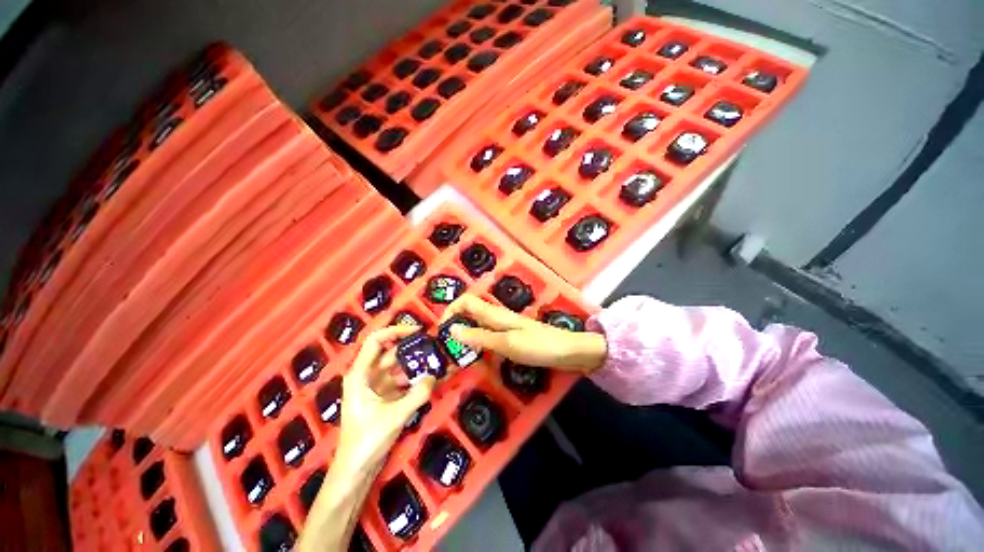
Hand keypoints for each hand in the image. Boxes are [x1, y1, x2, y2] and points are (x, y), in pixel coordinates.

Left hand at [336, 325, 435, 468]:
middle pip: (391, 352)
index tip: (418, 331)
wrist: (356, 470)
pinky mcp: (385, 397)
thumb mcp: (395, 416)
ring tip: (436, 360)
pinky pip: (402, 380)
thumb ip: (417, 394)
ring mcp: (377, 386)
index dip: (396, 330)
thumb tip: (434, 376)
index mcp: (360, 374)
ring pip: (399, 367)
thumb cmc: (367, 440)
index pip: (376, 340)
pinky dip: (415, 378)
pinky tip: (431, 378)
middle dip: (412, 348)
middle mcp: (367, 375)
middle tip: (434, 345)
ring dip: (416, 364)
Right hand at [441, 294, 606, 373]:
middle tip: (445, 347)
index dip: (451, 311)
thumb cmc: (538, 346)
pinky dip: (478, 342)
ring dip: (465, 334)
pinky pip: (488, 335)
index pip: (466, 302)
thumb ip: (480, 337)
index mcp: (495, 314)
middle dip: (455, 324)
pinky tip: (476, 355)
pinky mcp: (512, 336)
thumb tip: (453, 330)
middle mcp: (498, 316)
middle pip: (470, 312)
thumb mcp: (507, 343)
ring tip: (455, 353)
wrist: (568, 351)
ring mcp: (505, 326)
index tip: (441, 332)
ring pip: (478, 324)